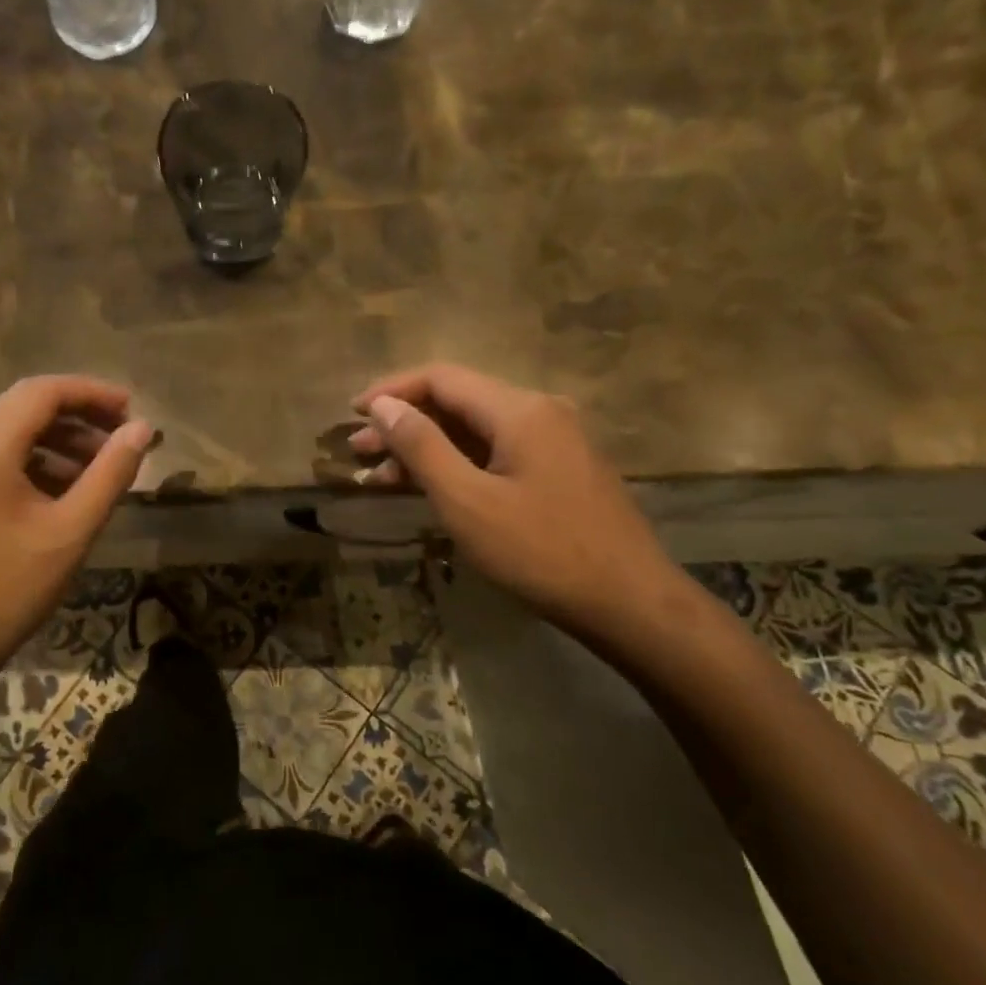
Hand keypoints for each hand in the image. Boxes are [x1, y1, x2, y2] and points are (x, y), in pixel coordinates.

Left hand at [0, 376, 154, 698]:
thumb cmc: (9, 590)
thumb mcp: (71, 531)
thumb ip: (111, 473)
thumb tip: (142, 429)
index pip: (42, 391)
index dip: (92, 392)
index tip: (132, 409)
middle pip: (27, 404)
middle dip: (80, 413)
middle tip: (124, 433)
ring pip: (16, 429)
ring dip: (62, 437)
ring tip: (105, 463)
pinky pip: (2, 455)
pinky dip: (40, 459)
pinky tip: (70, 487)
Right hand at [351, 364, 690, 646]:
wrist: (632, 606)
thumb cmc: (542, 551)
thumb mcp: (467, 500)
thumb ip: (421, 446)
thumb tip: (383, 405)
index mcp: (519, 409)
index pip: (440, 378)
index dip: (391, 391)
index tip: (352, 413)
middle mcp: (539, 412)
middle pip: (456, 402)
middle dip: (403, 424)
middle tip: (358, 452)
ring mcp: (554, 442)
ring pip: (474, 431)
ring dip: (425, 448)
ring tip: (380, 475)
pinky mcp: (559, 471)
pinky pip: (495, 453)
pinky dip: (456, 465)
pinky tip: (428, 487)